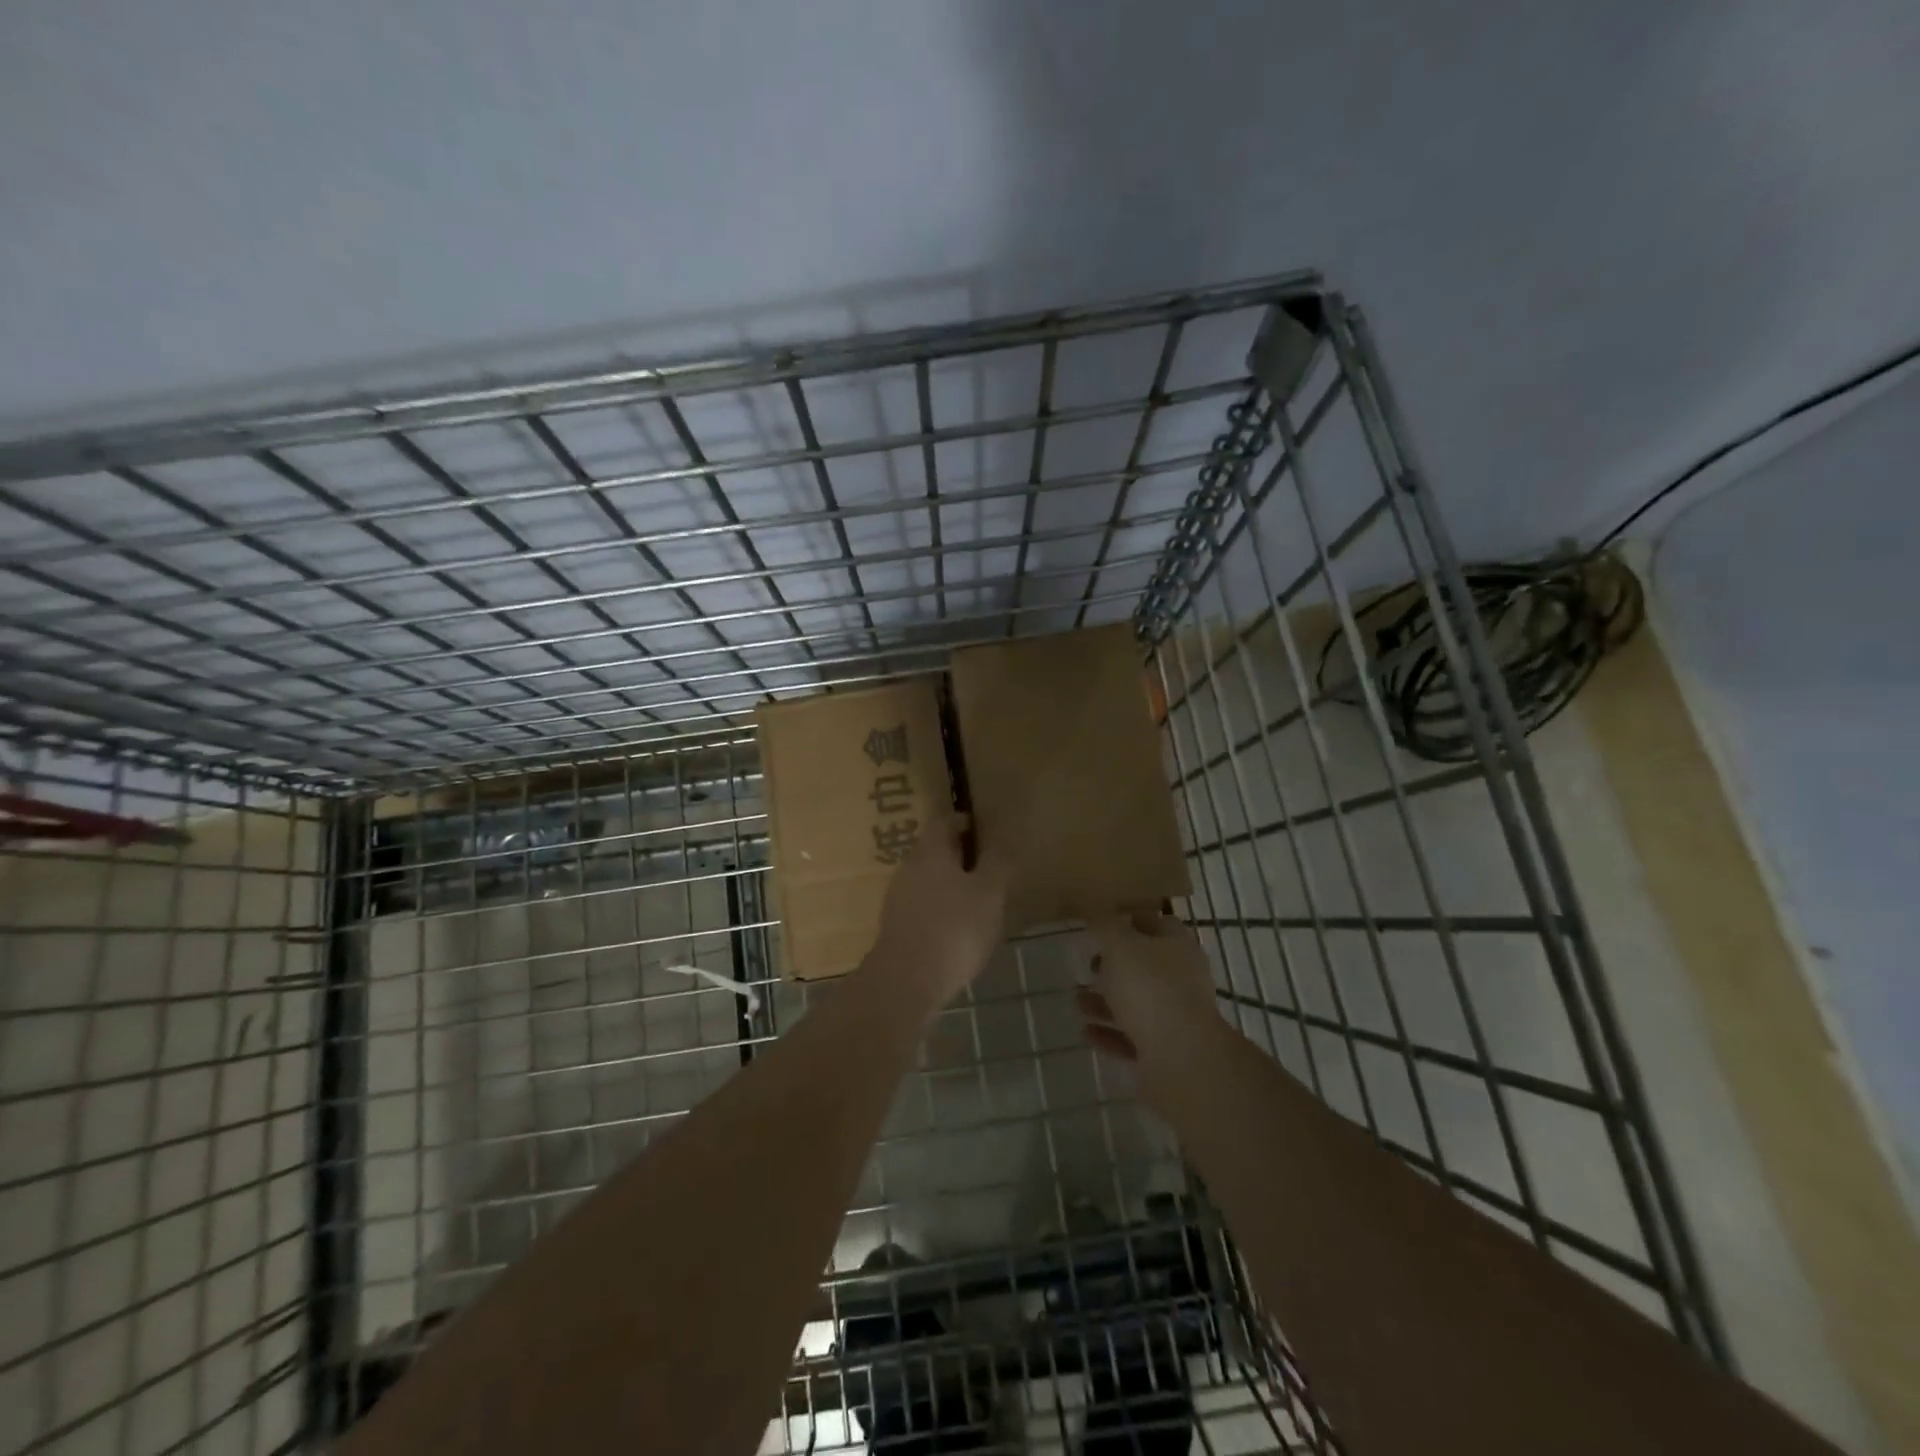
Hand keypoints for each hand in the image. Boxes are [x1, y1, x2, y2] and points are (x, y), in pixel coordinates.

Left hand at [867, 814, 1009, 1012]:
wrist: (906, 981)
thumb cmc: (954, 928)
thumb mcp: (989, 893)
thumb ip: (997, 863)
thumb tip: (1002, 839)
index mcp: (930, 851)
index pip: (943, 821)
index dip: (962, 821)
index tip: (981, 829)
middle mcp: (908, 867)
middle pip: (932, 849)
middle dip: (956, 854)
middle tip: (984, 865)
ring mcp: (897, 897)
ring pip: (925, 878)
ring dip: (947, 882)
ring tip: (974, 899)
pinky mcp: (894, 926)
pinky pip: (920, 904)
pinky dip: (938, 907)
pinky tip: (955, 927)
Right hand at [1077, 911, 1223, 1106]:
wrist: (1180, 1058)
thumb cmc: (1149, 988)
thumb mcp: (1119, 945)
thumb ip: (1105, 929)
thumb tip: (1098, 920)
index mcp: (1177, 946)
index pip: (1156, 923)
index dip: (1129, 922)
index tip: (1101, 927)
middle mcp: (1182, 978)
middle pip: (1144, 966)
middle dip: (1112, 967)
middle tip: (1087, 967)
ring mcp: (1176, 1017)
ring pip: (1136, 1003)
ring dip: (1105, 1002)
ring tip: (1076, 1003)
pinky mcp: (1166, 1051)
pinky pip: (1133, 1038)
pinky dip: (1109, 1034)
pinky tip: (1086, 1032)